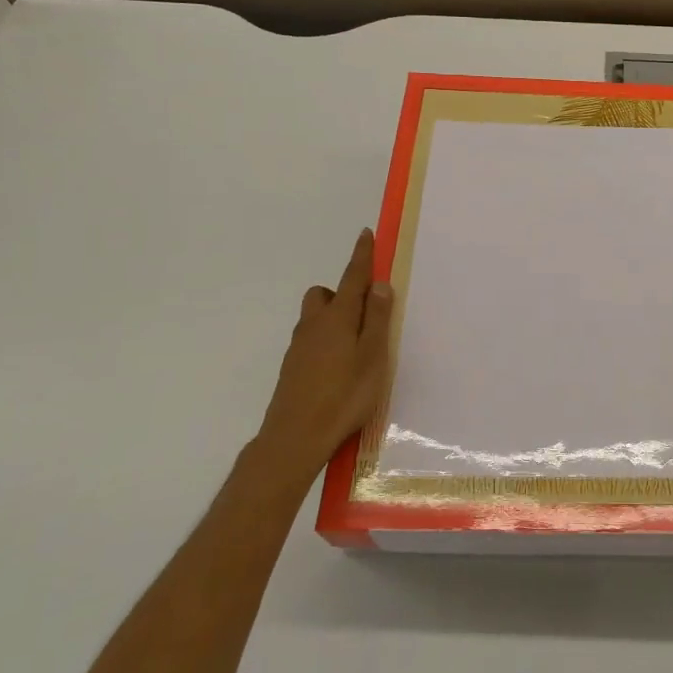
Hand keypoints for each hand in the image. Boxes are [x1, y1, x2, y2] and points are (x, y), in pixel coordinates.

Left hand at [253, 230, 393, 488]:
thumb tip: (379, 285)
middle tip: (366, 313)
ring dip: (334, 317)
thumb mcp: (373, 357)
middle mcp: (314, 325)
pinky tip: (339, 368)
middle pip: (325, 294)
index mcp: (338, 317)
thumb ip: (378, 319)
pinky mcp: (292, 367)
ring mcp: (299, 347)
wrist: (294, 438)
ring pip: (315, 317)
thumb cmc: (344, 396)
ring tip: (356, 345)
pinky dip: (326, 340)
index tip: (366, 234)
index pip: (352, 277)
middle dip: (342, 293)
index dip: (361, 255)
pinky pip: (311, 339)